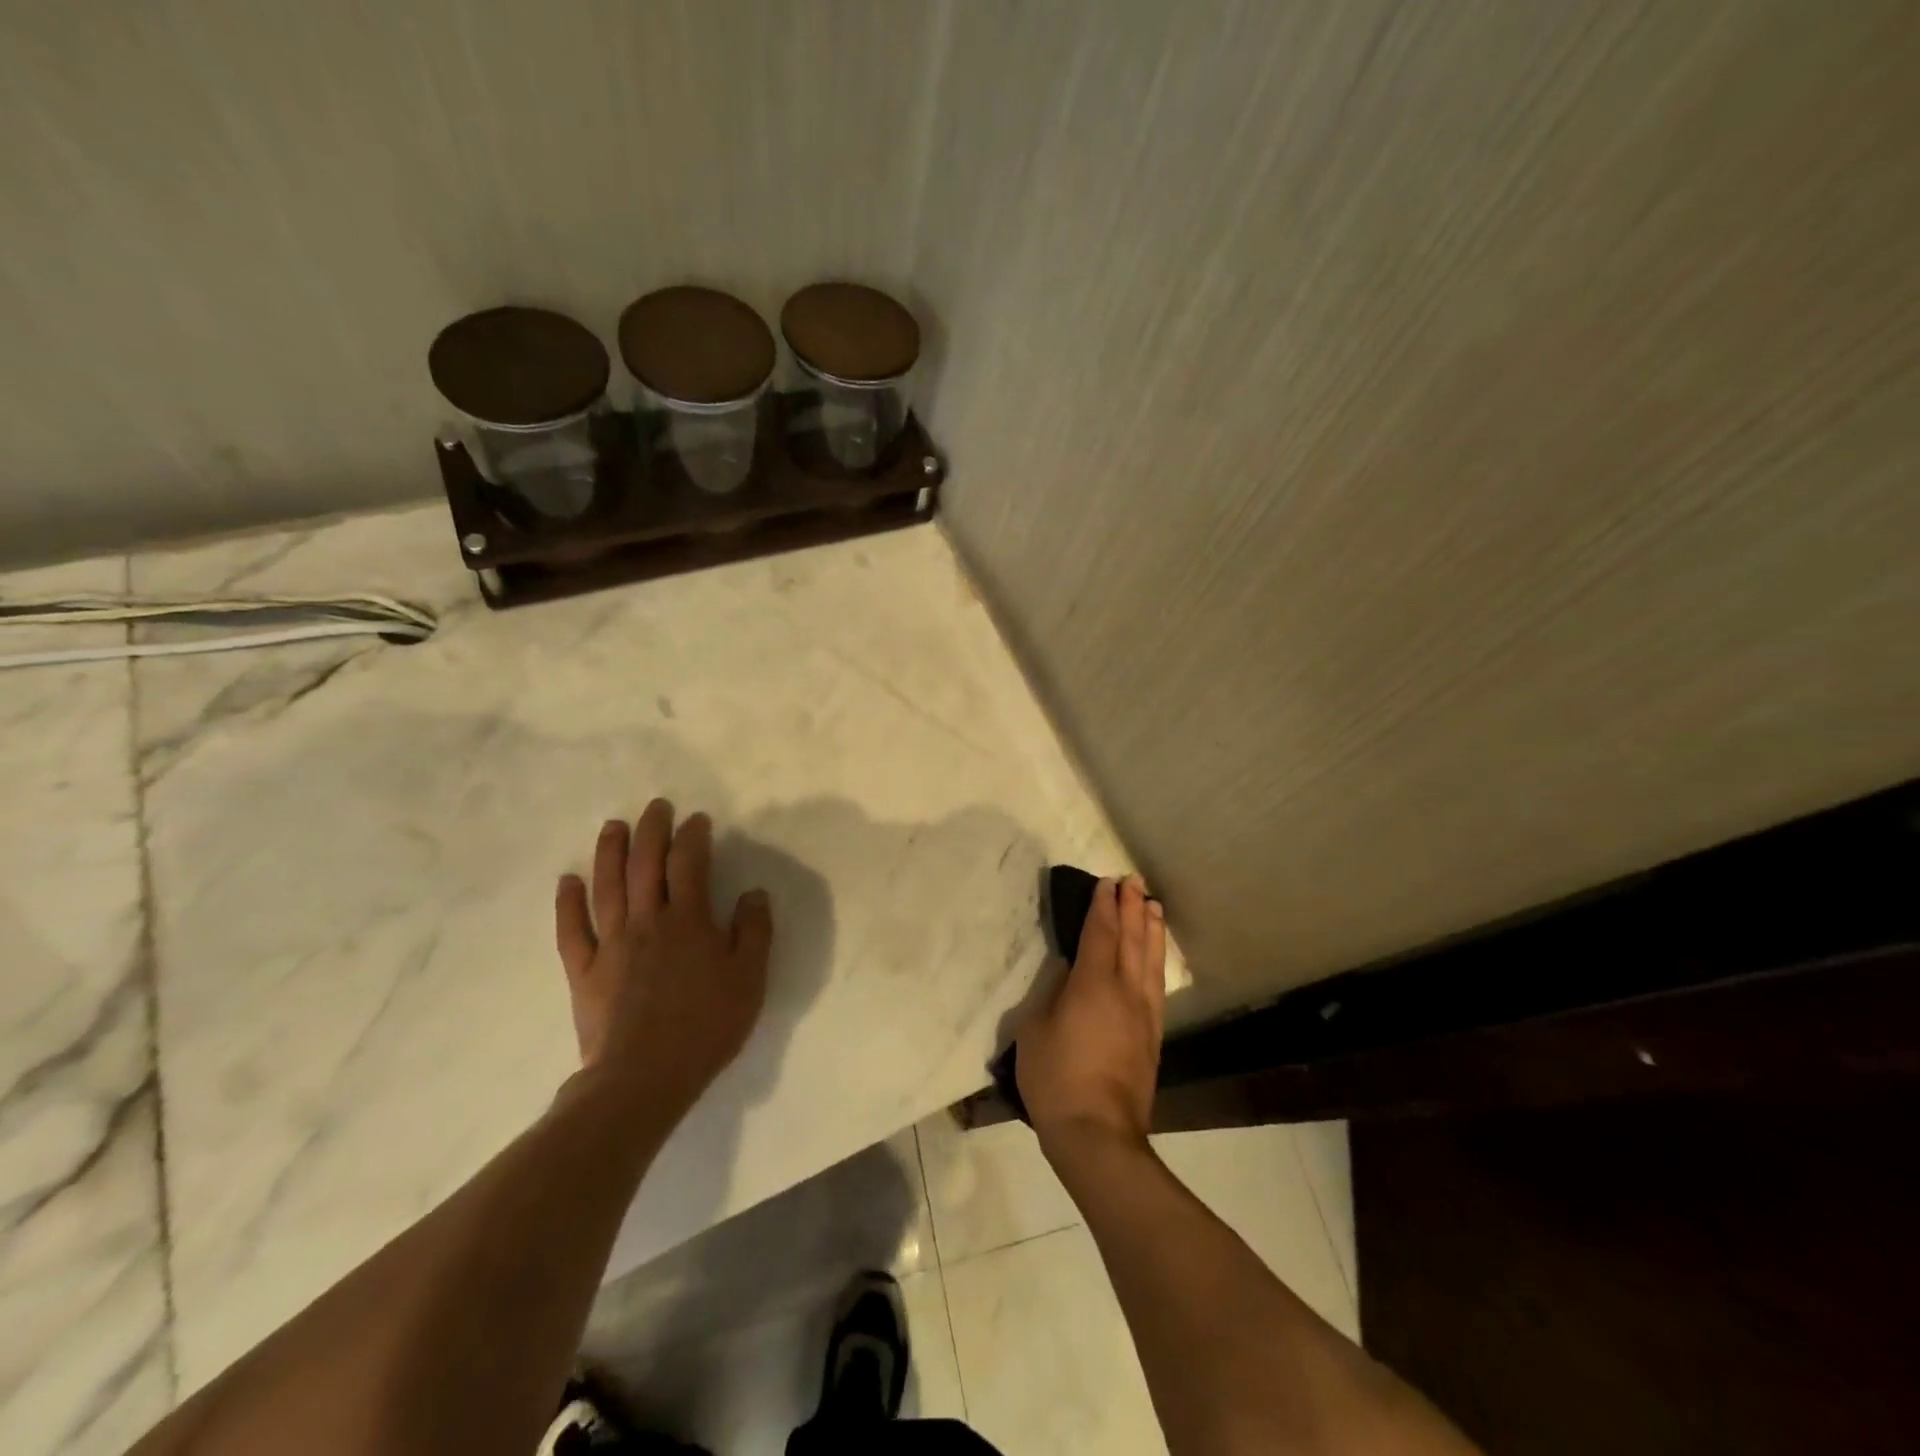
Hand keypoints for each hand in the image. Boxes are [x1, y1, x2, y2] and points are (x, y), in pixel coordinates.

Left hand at [555, 799, 771, 1124]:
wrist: (643, 1078)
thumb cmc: (705, 1026)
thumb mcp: (749, 979)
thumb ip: (754, 931)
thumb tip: (754, 892)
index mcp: (689, 921)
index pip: (690, 864)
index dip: (693, 836)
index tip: (696, 819)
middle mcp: (647, 922)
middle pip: (646, 864)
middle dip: (652, 830)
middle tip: (656, 806)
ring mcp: (611, 944)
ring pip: (607, 887)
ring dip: (610, 852)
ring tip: (613, 826)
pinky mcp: (585, 971)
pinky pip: (573, 930)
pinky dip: (568, 904)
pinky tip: (567, 881)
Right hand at [1015, 876, 1165, 1152]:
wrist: (1098, 1134)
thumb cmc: (1056, 1078)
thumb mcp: (1034, 1030)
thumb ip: (1051, 994)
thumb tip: (1068, 973)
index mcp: (1092, 984)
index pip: (1100, 933)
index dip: (1102, 906)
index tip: (1106, 883)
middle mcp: (1124, 991)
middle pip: (1131, 939)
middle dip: (1131, 907)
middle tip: (1133, 881)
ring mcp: (1143, 1014)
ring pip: (1150, 960)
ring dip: (1151, 929)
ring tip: (1153, 906)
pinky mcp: (1153, 1037)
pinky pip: (1158, 986)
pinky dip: (1158, 961)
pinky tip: (1157, 957)